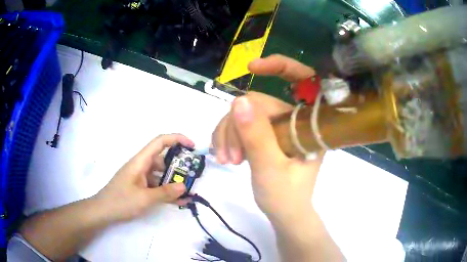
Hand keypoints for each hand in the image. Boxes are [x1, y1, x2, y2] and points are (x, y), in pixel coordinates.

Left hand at [93, 134, 194, 222]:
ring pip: (161, 175)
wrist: (103, 211)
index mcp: (141, 161)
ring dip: (174, 182)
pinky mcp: (141, 187)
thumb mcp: (145, 198)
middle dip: (179, 166)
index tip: (192, 147)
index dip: (177, 139)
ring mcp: (141, 177)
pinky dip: (167, 192)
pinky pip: (157, 186)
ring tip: (188, 193)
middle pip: (163, 159)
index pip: (160, 142)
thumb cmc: (121, 201)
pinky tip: (179, 202)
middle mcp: (142, 166)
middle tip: (193, 177)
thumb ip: (165, 192)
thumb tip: (184, 186)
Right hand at [212, 55, 321, 219]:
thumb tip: (239, 101)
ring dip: (229, 134)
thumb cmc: (285, 198)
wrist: (284, 214)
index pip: (304, 81)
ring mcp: (280, 127)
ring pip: (246, 113)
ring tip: (226, 160)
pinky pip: (242, 124)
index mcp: (310, 125)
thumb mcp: (270, 170)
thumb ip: (257, 136)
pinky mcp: (267, 135)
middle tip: (229, 157)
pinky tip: (224, 154)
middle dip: (238, 126)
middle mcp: (296, 121)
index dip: (281, 66)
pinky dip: (228, 137)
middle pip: (260, 103)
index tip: (253, 67)